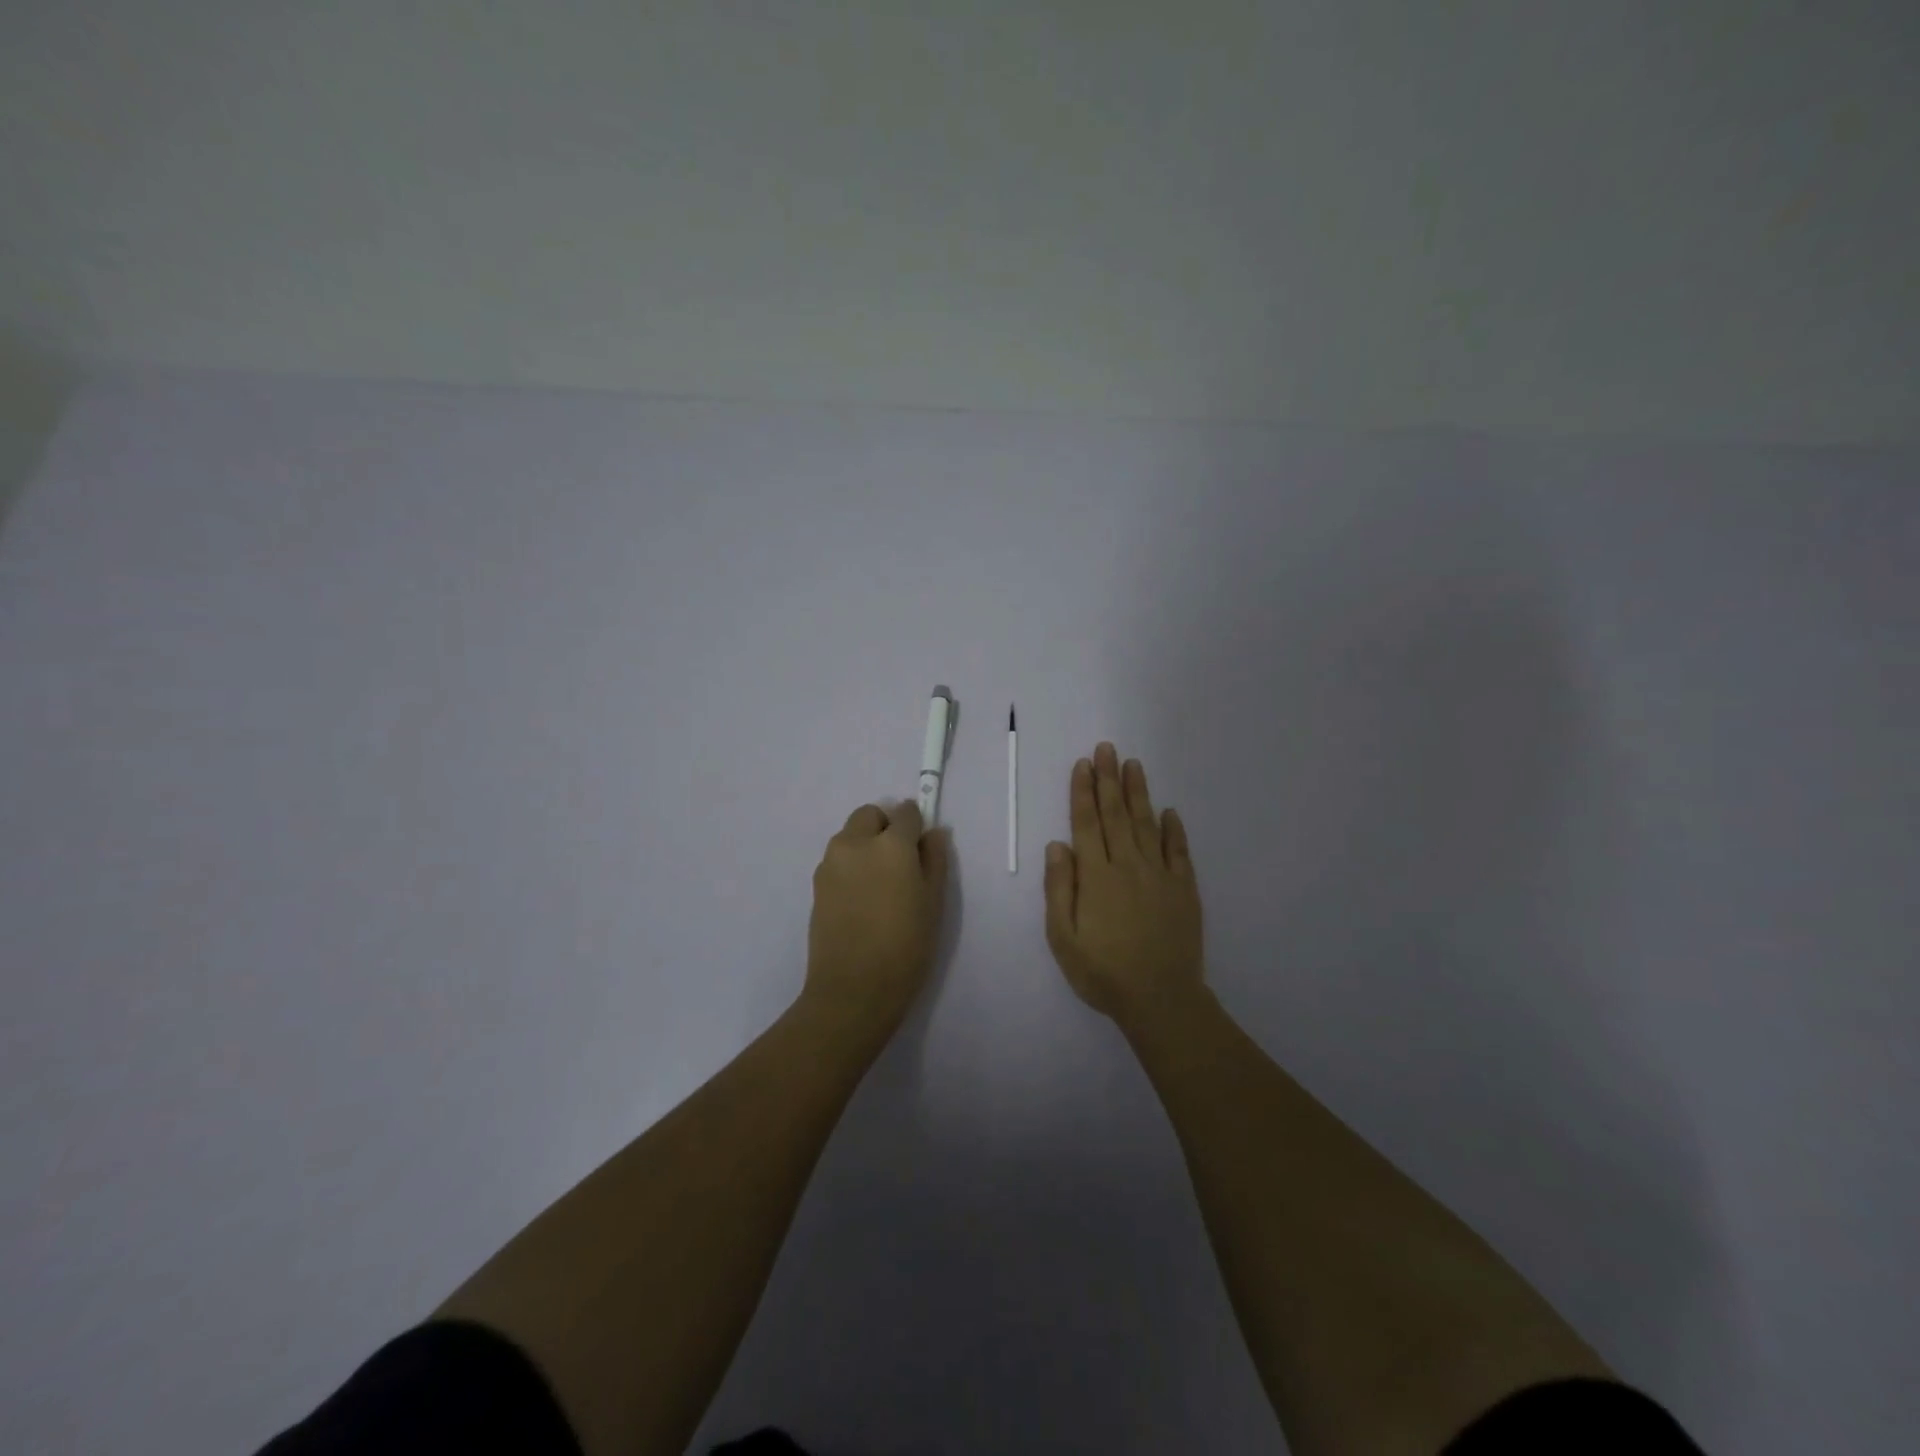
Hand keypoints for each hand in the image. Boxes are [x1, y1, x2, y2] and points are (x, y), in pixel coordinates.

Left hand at [803, 799, 950, 1037]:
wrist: (853, 989)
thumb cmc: (905, 947)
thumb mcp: (933, 903)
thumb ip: (934, 860)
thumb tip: (933, 833)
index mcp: (890, 844)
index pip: (905, 812)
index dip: (916, 825)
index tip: (921, 847)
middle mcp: (855, 843)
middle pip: (870, 815)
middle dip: (885, 827)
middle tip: (900, 863)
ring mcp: (830, 863)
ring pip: (850, 836)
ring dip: (865, 845)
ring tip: (879, 885)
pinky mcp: (816, 884)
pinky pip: (837, 860)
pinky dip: (851, 866)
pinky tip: (861, 900)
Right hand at [1044, 743, 1203, 1023]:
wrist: (1161, 999)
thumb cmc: (1103, 972)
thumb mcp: (1063, 937)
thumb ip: (1059, 888)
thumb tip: (1057, 845)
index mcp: (1096, 876)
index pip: (1087, 823)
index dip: (1083, 792)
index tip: (1083, 764)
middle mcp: (1128, 865)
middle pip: (1116, 814)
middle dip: (1109, 779)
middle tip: (1108, 748)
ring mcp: (1160, 875)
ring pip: (1146, 824)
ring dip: (1138, 793)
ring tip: (1133, 765)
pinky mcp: (1184, 889)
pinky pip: (1178, 851)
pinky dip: (1174, 829)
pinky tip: (1170, 812)